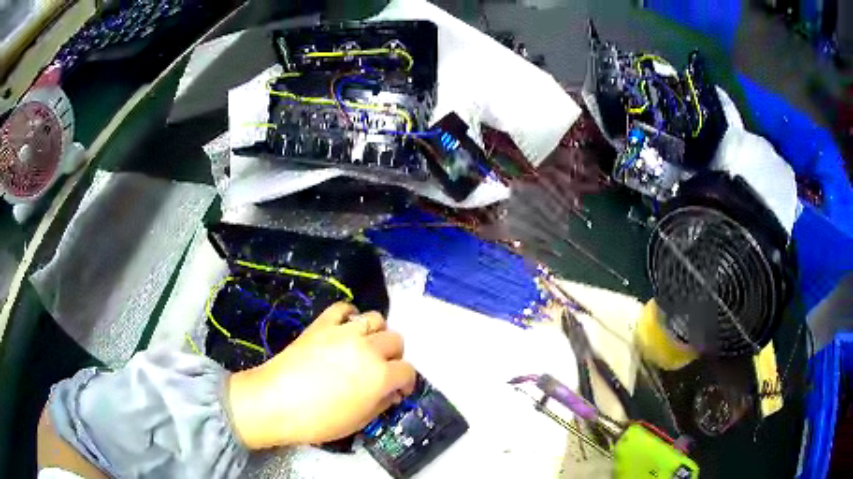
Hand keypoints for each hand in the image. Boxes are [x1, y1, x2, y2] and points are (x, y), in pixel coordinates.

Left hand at [227, 302, 416, 449]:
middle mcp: (368, 348)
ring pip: (376, 319)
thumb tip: (391, 392)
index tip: (398, 391)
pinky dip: (350, 316)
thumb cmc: (319, 421)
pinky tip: (345, 330)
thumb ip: (382, 404)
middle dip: (394, 357)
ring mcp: (344, 332)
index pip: (407, 371)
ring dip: (377, 334)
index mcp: (381, 375)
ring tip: (365, 348)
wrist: (275, 402)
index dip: (406, 382)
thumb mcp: (359, 422)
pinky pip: (343, 309)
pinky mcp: (322, 324)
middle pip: (396, 340)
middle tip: (382, 370)